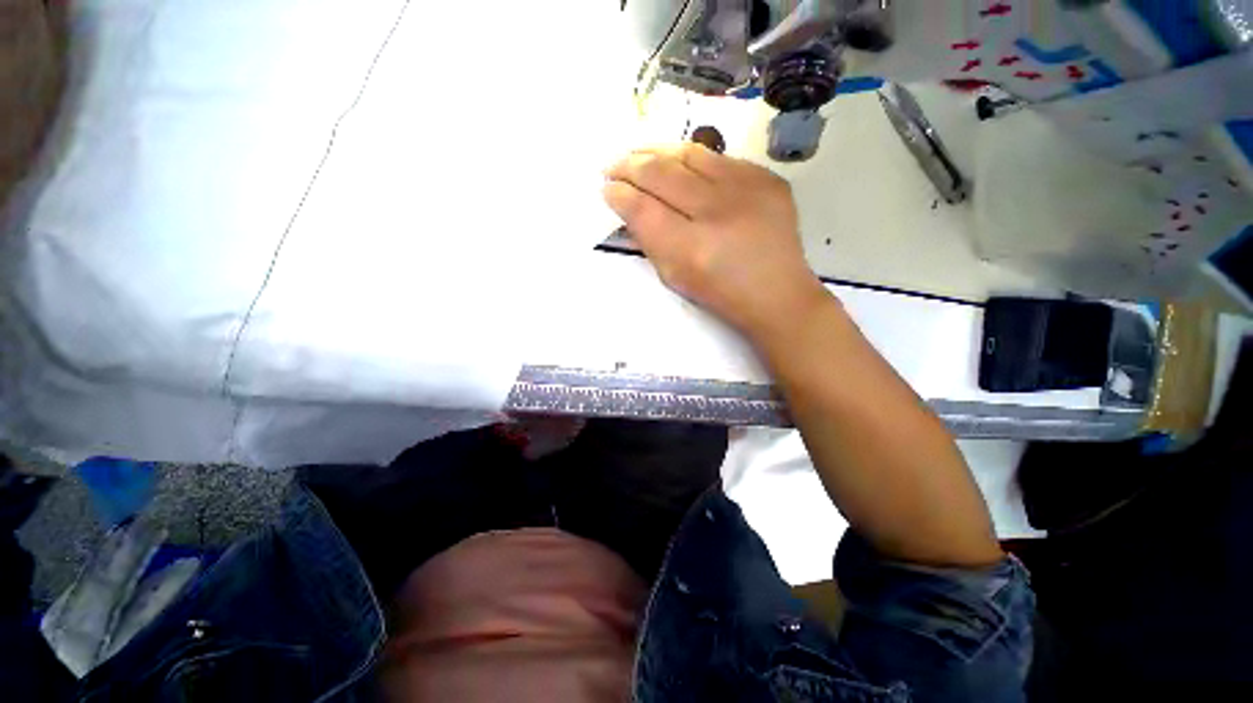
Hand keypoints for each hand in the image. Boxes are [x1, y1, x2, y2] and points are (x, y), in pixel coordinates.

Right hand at [603, 144, 826, 341]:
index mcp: (691, 249)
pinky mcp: (767, 178)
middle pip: (661, 173)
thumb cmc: (720, 294)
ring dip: (657, 151)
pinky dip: (692, 160)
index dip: (619, 194)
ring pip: (689, 152)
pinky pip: (719, 159)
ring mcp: (747, 189)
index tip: (606, 188)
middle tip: (613, 165)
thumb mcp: (675, 278)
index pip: (642, 208)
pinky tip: (681, 166)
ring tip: (640, 154)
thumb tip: (628, 205)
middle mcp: (717, 212)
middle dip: (629, 165)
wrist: (777, 294)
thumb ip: (649, 241)